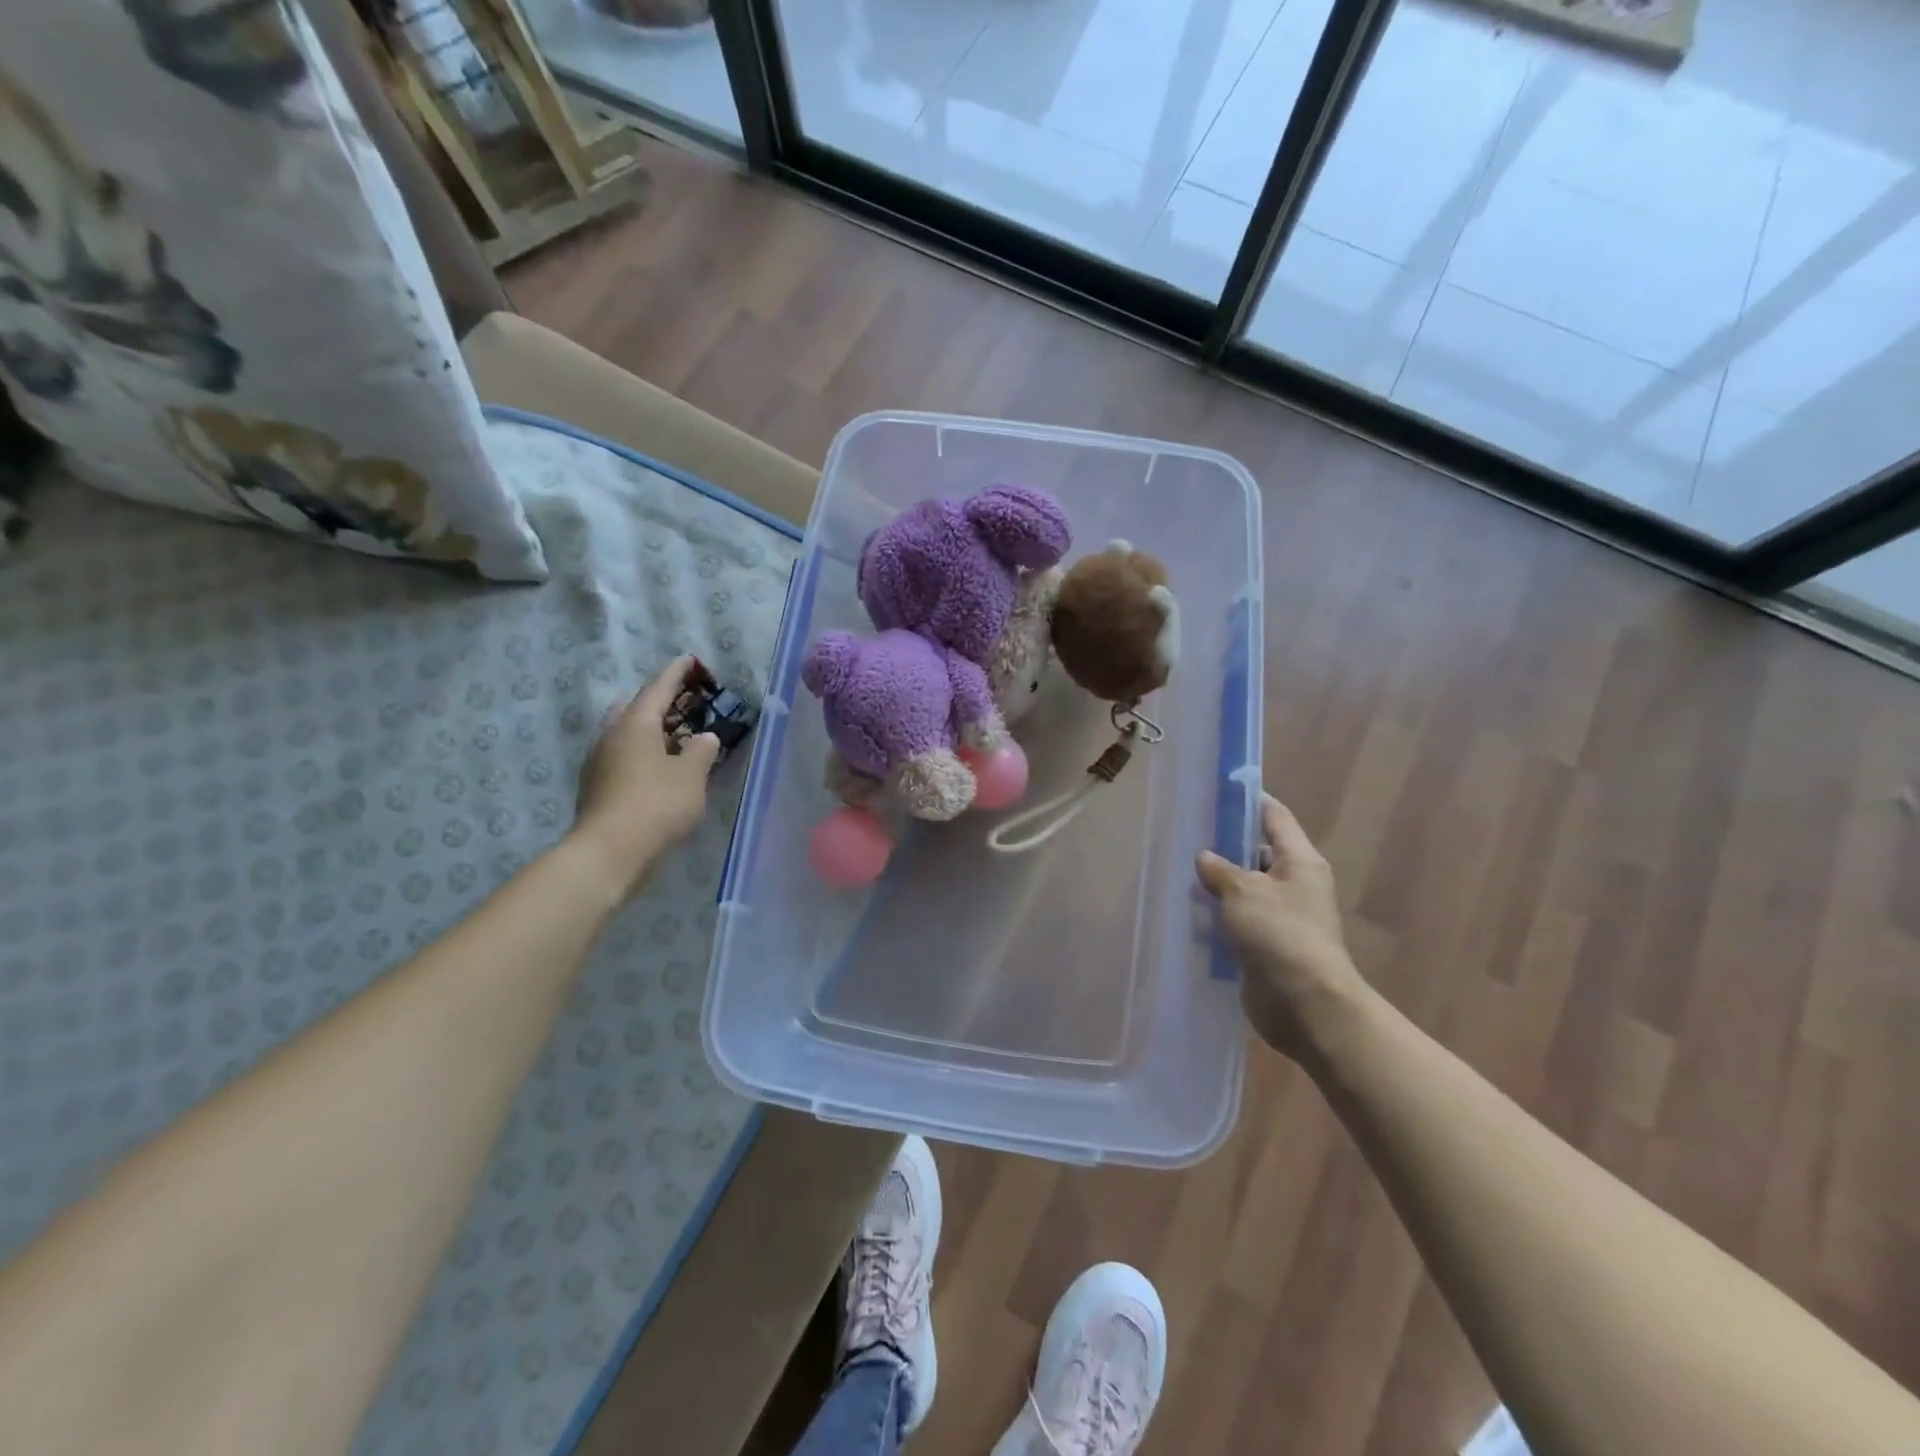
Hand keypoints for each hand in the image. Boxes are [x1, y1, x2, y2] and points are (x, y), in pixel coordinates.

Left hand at [573, 656, 719, 898]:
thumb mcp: (691, 776)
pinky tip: (656, 767)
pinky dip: (641, 752)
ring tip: (673, 735)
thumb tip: (703, 737)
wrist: (609, 852)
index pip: (658, 688)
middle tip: (683, 702)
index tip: (688, 659)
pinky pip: (621, 755)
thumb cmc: (656, 804)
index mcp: (635, 723)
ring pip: (625, 732)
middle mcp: (611, 734)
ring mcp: (598, 760)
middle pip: (635, 707)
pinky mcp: (595, 785)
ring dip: (648, 729)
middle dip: (658, 701)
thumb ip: (701, 751)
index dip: (676, 673)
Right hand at [1197, 794, 1368, 1058]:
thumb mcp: (1243, 891)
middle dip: (1224, 846)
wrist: (1305, 1005)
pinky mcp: (1268, 946)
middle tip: (1186, 836)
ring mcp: (1283, 917)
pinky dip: (1218, 919)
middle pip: (1258, 853)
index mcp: (1300, 861)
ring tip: (1179, 875)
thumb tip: (1206, 858)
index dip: (1249, 800)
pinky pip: (1239, 922)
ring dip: (1217, 886)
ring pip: (1245, 890)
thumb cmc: (1279, 934)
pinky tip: (1189, 916)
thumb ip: (1220, 869)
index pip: (1274, 816)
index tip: (1218, 790)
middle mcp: (1295, 884)